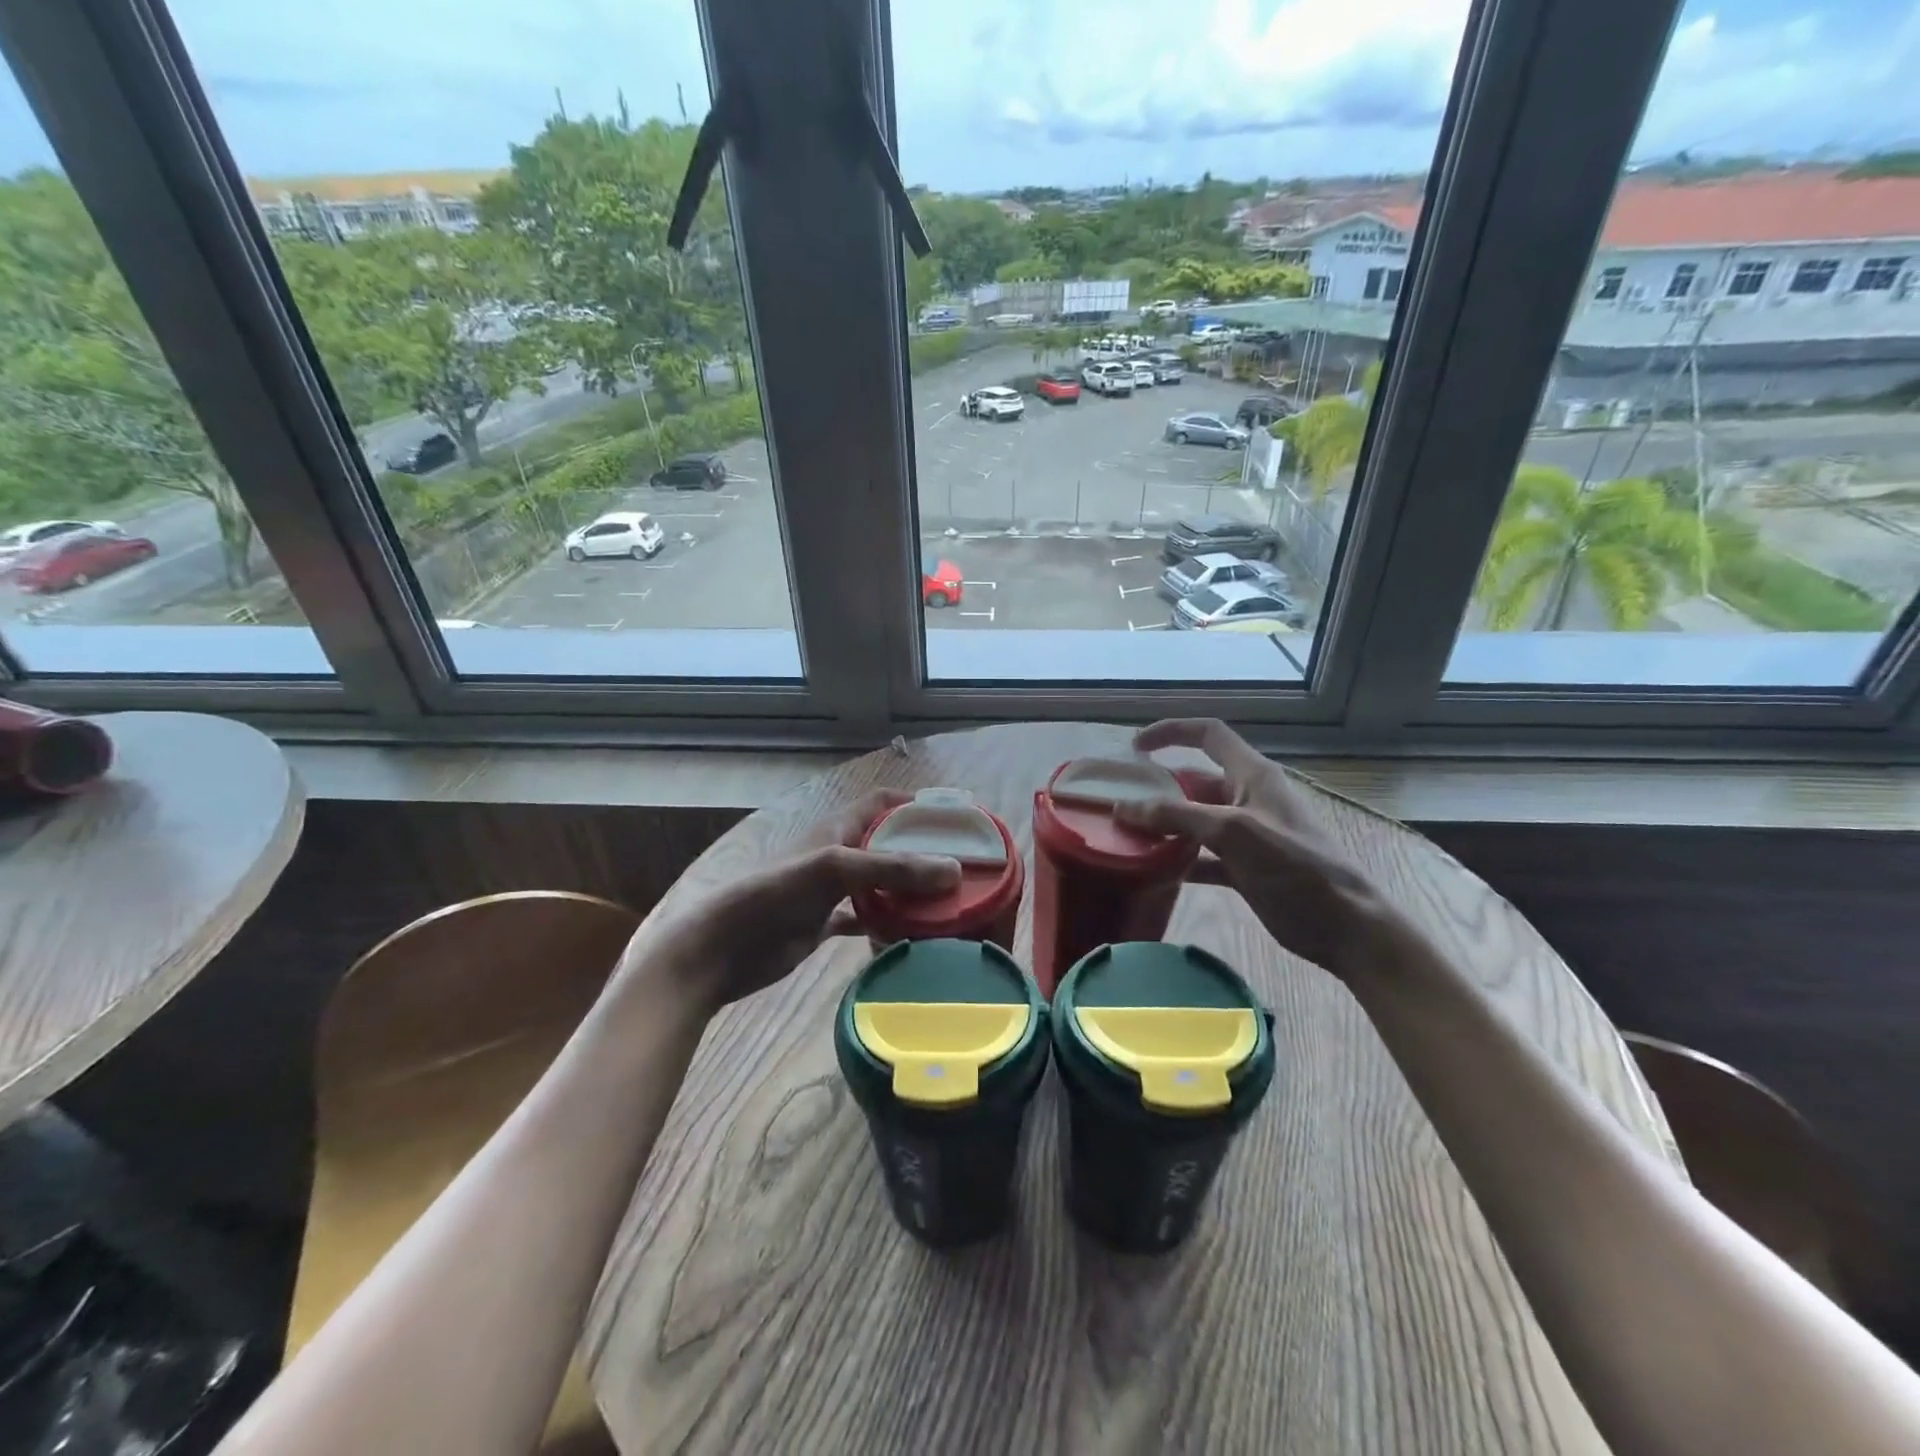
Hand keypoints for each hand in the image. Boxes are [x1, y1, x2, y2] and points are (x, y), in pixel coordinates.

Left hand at [616, 789, 959, 1018]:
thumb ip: (892, 869)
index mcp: (836, 830)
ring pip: (878, 884)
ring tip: (946, 904)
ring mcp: (829, 892)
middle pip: (886, 845)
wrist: (719, 949)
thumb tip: (953, 871)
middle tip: (962, 868)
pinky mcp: (822, 925)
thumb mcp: (834, 870)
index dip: (915, 803)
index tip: (954, 818)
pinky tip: (909, 936)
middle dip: (920, 852)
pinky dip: (885, 924)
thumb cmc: (773, 895)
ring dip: (907, 891)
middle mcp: (836, 855)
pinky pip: (864, 920)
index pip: (882, 803)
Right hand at [1114, 718, 1410, 982]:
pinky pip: (1200, 855)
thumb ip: (1177, 816)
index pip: (1207, 735)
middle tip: (1119, 803)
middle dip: (1157, 789)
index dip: (1171, 732)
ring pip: (1193, 820)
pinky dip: (1176, 860)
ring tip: (1125, 836)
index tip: (1135, 748)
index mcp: (1252, 775)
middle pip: (1193, 781)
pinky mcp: (1243, 867)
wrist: (1342, 925)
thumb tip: (1124, 808)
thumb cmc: (1294, 866)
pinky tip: (1150, 872)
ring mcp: (1245, 834)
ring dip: (1163, 826)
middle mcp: (1246, 798)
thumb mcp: (1232, 832)